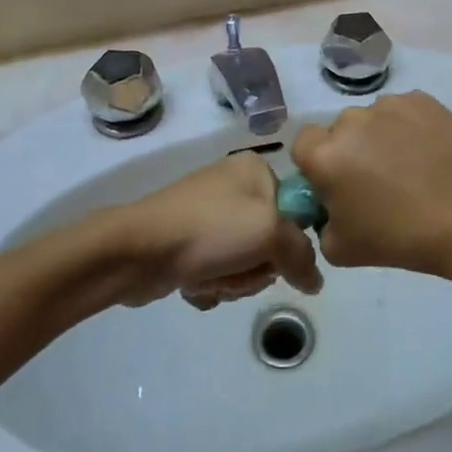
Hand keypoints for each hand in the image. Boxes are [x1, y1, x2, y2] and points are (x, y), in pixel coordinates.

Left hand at [111, 153, 321, 308]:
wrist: (137, 249)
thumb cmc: (209, 229)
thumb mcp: (269, 233)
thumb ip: (302, 255)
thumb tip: (315, 280)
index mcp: (255, 169)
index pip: (296, 209)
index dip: (289, 240)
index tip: (274, 254)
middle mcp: (234, 186)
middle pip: (272, 241)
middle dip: (257, 267)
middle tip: (239, 268)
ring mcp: (209, 214)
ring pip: (246, 261)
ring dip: (234, 280)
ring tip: (212, 277)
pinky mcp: (189, 241)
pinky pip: (220, 269)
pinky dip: (213, 282)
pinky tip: (196, 282)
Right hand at [291, 92, 451, 274]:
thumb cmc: (399, 237)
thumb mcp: (339, 249)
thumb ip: (320, 223)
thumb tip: (328, 207)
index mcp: (324, 155)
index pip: (303, 144)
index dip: (316, 163)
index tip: (336, 183)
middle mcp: (351, 121)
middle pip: (340, 131)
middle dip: (350, 150)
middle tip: (375, 180)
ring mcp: (388, 106)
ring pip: (372, 119)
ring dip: (380, 137)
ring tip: (408, 166)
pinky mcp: (421, 100)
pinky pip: (403, 111)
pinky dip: (409, 127)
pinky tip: (428, 153)